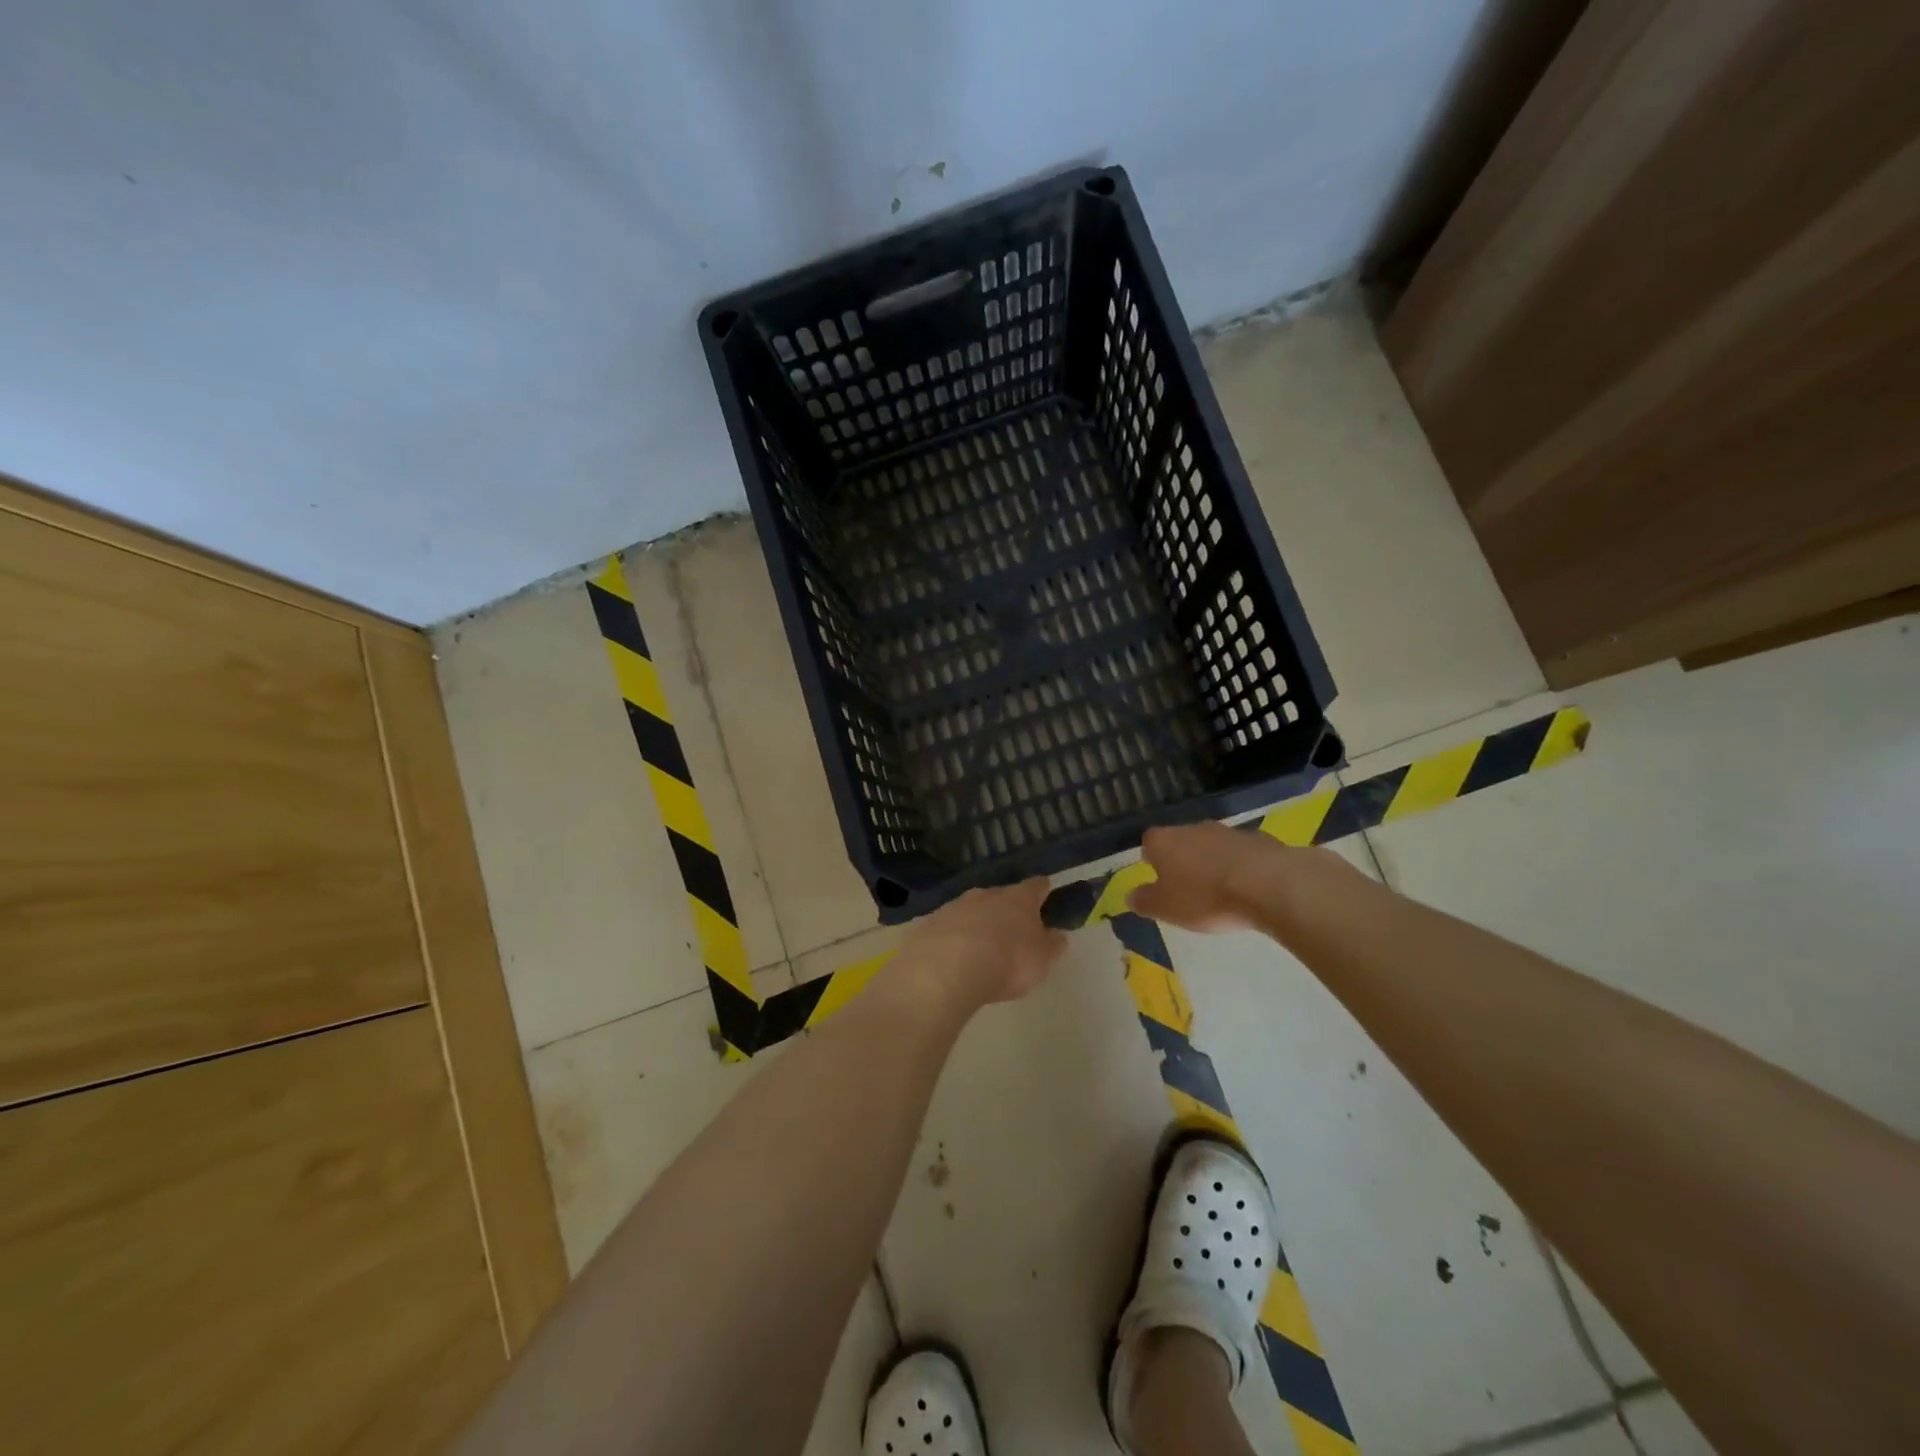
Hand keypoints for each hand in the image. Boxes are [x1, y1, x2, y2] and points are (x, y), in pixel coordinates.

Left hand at [898, 878, 1067, 1008]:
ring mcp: (954, 905)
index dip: (1044, 891)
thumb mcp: (1042, 960)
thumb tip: (1057, 934)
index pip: (1037, 885)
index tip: (1047, 898)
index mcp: (1018, 898)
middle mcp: (985, 894)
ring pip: (972, 910)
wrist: (945, 970)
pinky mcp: (929, 922)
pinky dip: (952, 938)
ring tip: (980, 951)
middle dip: (1007, 911)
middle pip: (1002, 896)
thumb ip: (1053, 945)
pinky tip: (951, 959)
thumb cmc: (1006, 962)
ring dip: (978, 924)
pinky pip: (947, 927)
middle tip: (1012, 935)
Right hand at [1128, 822, 1359, 934]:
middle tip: (1187, 889)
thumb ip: (1144, 901)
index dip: (1151, 862)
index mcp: (1164, 841)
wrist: (1267, 884)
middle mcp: (1192, 828)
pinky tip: (1248, 888)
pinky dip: (1240, 866)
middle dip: (1182, 861)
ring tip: (1220, 892)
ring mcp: (1227, 831)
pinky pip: (1241, 853)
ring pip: (1211, 846)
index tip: (1158, 881)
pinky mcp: (1258, 839)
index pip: (1148, 843)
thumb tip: (1129, 895)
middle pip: (1180, 842)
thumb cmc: (1205, 897)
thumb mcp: (1166, 908)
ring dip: (1212, 863)